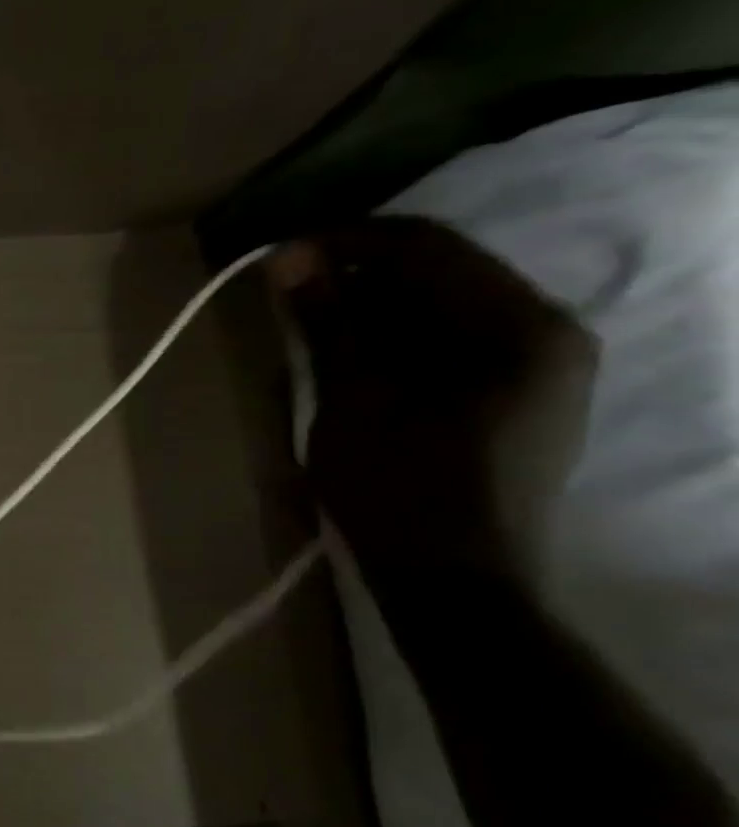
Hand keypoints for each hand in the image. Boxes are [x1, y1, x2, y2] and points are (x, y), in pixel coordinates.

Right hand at [271, 216, 596, 571]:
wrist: (454, 585)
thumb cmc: (398, 491)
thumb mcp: (350, 400)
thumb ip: (328, 322)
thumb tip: (290, 257)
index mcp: (518, 325)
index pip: (425, 245)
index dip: (344, 241)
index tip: (280, 257)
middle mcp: (547, 330)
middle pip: (439, 271)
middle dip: (357, 275)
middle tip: (288, 294)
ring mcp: (540, 365)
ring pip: (442, 306)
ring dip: (373, 308)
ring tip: (310, 326)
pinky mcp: (520, 395)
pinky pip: (451, 340)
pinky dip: (396, 339)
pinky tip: (351, 359)